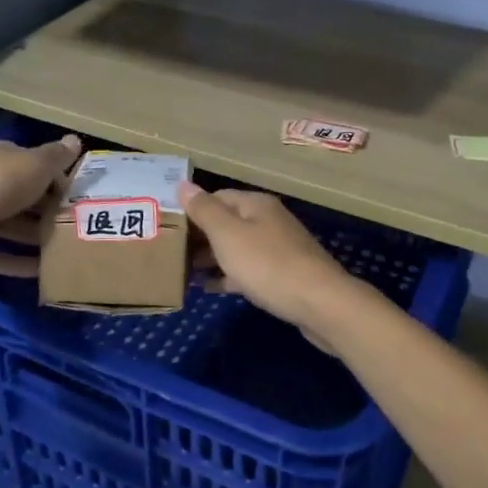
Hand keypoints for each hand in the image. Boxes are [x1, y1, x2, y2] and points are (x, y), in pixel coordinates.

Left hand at [0, 135, 81, 275]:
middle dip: (48, 213)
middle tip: (78, 229)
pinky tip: (40, 274)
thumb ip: (56, 156)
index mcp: (3, 160)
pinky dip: (15, 263)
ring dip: (34, 239)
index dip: (59, 181)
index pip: (36, 167)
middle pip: (24, 199)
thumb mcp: (35, 164)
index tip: (82, 199)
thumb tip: (75, 140)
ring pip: (10, 227)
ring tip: (65, 254)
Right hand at [180, 183, 363, 340]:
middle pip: (227, 222)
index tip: (167, 227)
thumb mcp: (228, 235)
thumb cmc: (268, 265)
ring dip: (212, 257)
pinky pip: (249, 269)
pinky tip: (211, 288)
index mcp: (255, 204)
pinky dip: (229, 275)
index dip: (192, 210)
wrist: (319, 303)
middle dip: (200, 236)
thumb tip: (183, 184)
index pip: (216, 197)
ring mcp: (278, 248)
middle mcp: (268, 220)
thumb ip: (204, 210)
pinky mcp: (283, 274)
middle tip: (171, 253)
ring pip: (237, 247)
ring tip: (184, 272)